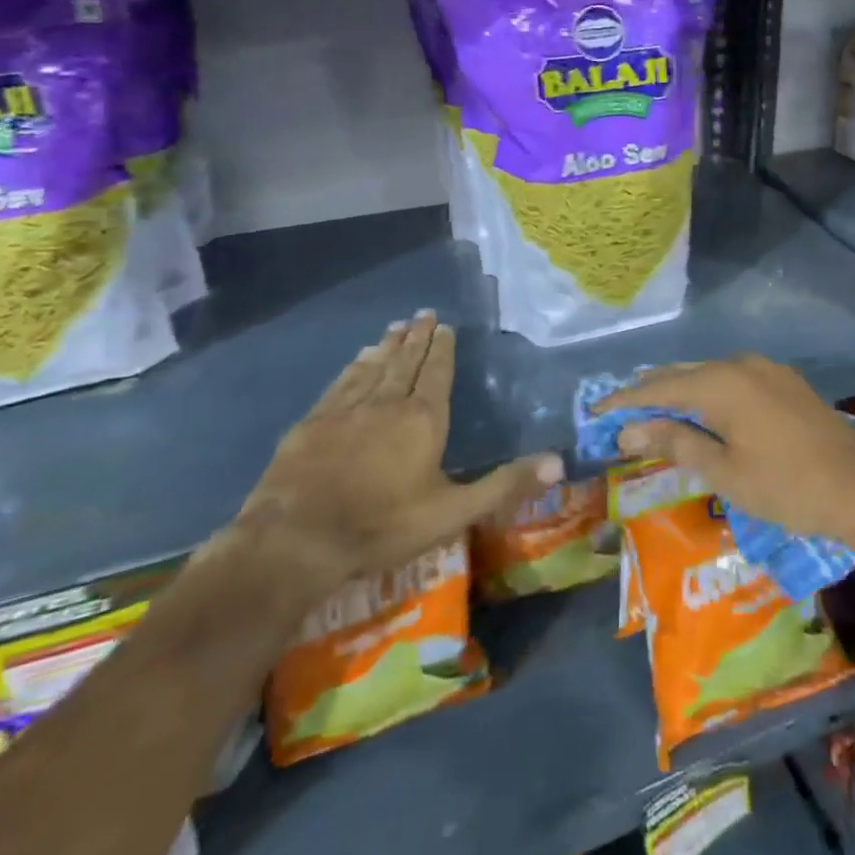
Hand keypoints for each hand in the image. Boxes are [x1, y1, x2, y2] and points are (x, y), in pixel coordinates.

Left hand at [234, 313, 560, 597]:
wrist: (296, 540)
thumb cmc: (382, 525)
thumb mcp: (453, 512)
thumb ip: (505, 485)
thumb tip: (558, 461)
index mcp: (423, 419)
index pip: (436, 373)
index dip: (442, 349)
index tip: (444, 325)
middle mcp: (387, 403)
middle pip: (405, 362)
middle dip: (417, 337)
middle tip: (423, 313)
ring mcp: (346, 410)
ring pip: (373, 368)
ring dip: (387, 346)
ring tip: (395, 327)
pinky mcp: (312, 423)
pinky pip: (341, 383)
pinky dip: (353, 367)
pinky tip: (357, 359)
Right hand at [602, 355, 854, 540]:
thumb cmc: (786, 486)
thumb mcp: (724, 471)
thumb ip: (677, 442)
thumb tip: (631, 429)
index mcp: (721, 383)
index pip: (659, 387)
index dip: (625, 400)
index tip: (595, 411)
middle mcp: (741, 364)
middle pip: (683, 373)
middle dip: (650, 392)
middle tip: (620, 413)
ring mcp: (766, 369)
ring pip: (709, 374)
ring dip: (680, 390)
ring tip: (654, 411)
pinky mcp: (784, 381)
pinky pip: (733, 378)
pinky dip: (708, 392)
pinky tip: (702, 410)